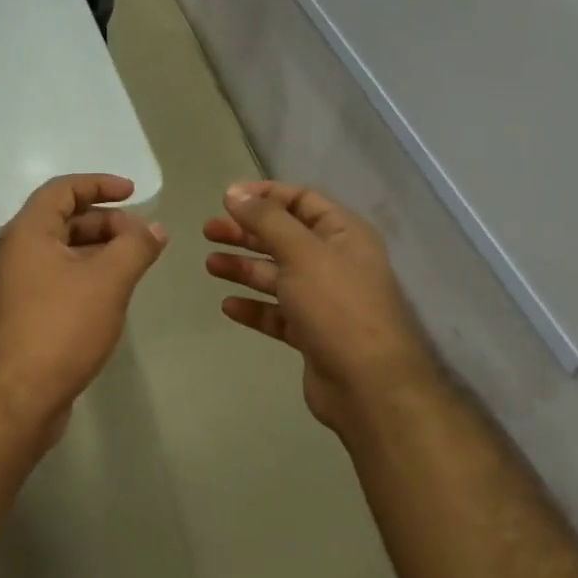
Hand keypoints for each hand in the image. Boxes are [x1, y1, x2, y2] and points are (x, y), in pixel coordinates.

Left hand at [0, 174, 167, 445]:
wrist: (18, 396)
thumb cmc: (61, 327)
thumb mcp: (108, 280)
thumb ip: (135, 247)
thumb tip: (154, 228)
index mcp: (29, 232)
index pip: (63, 190)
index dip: (99, 184)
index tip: (133, 193)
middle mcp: (18, 252)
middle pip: (64, 220)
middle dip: (106, 222)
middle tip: (142, 237)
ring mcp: (19, 285)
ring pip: (64, 253)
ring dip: (100, 251)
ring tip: (135, 264)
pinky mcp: (26, 314)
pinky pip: (60, 280)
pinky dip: (88, 276)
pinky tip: (113, 295)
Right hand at [205, 182, 440, 441]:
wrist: (369, 384)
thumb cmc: (337, 306)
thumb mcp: (301, 252)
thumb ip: (266, 219)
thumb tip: (234, 192)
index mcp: (343, 234)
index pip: (302, 200)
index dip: (265, 195)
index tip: (227, 198)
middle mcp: (335, 262)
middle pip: (284, 238)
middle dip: (246, 232)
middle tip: (208, 231)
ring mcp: (324, 300)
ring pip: (278, 276)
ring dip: (244, 268)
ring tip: (210, 265)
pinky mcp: (312, 333)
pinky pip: (278, 313)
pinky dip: (254, 307)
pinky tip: (228, 306)